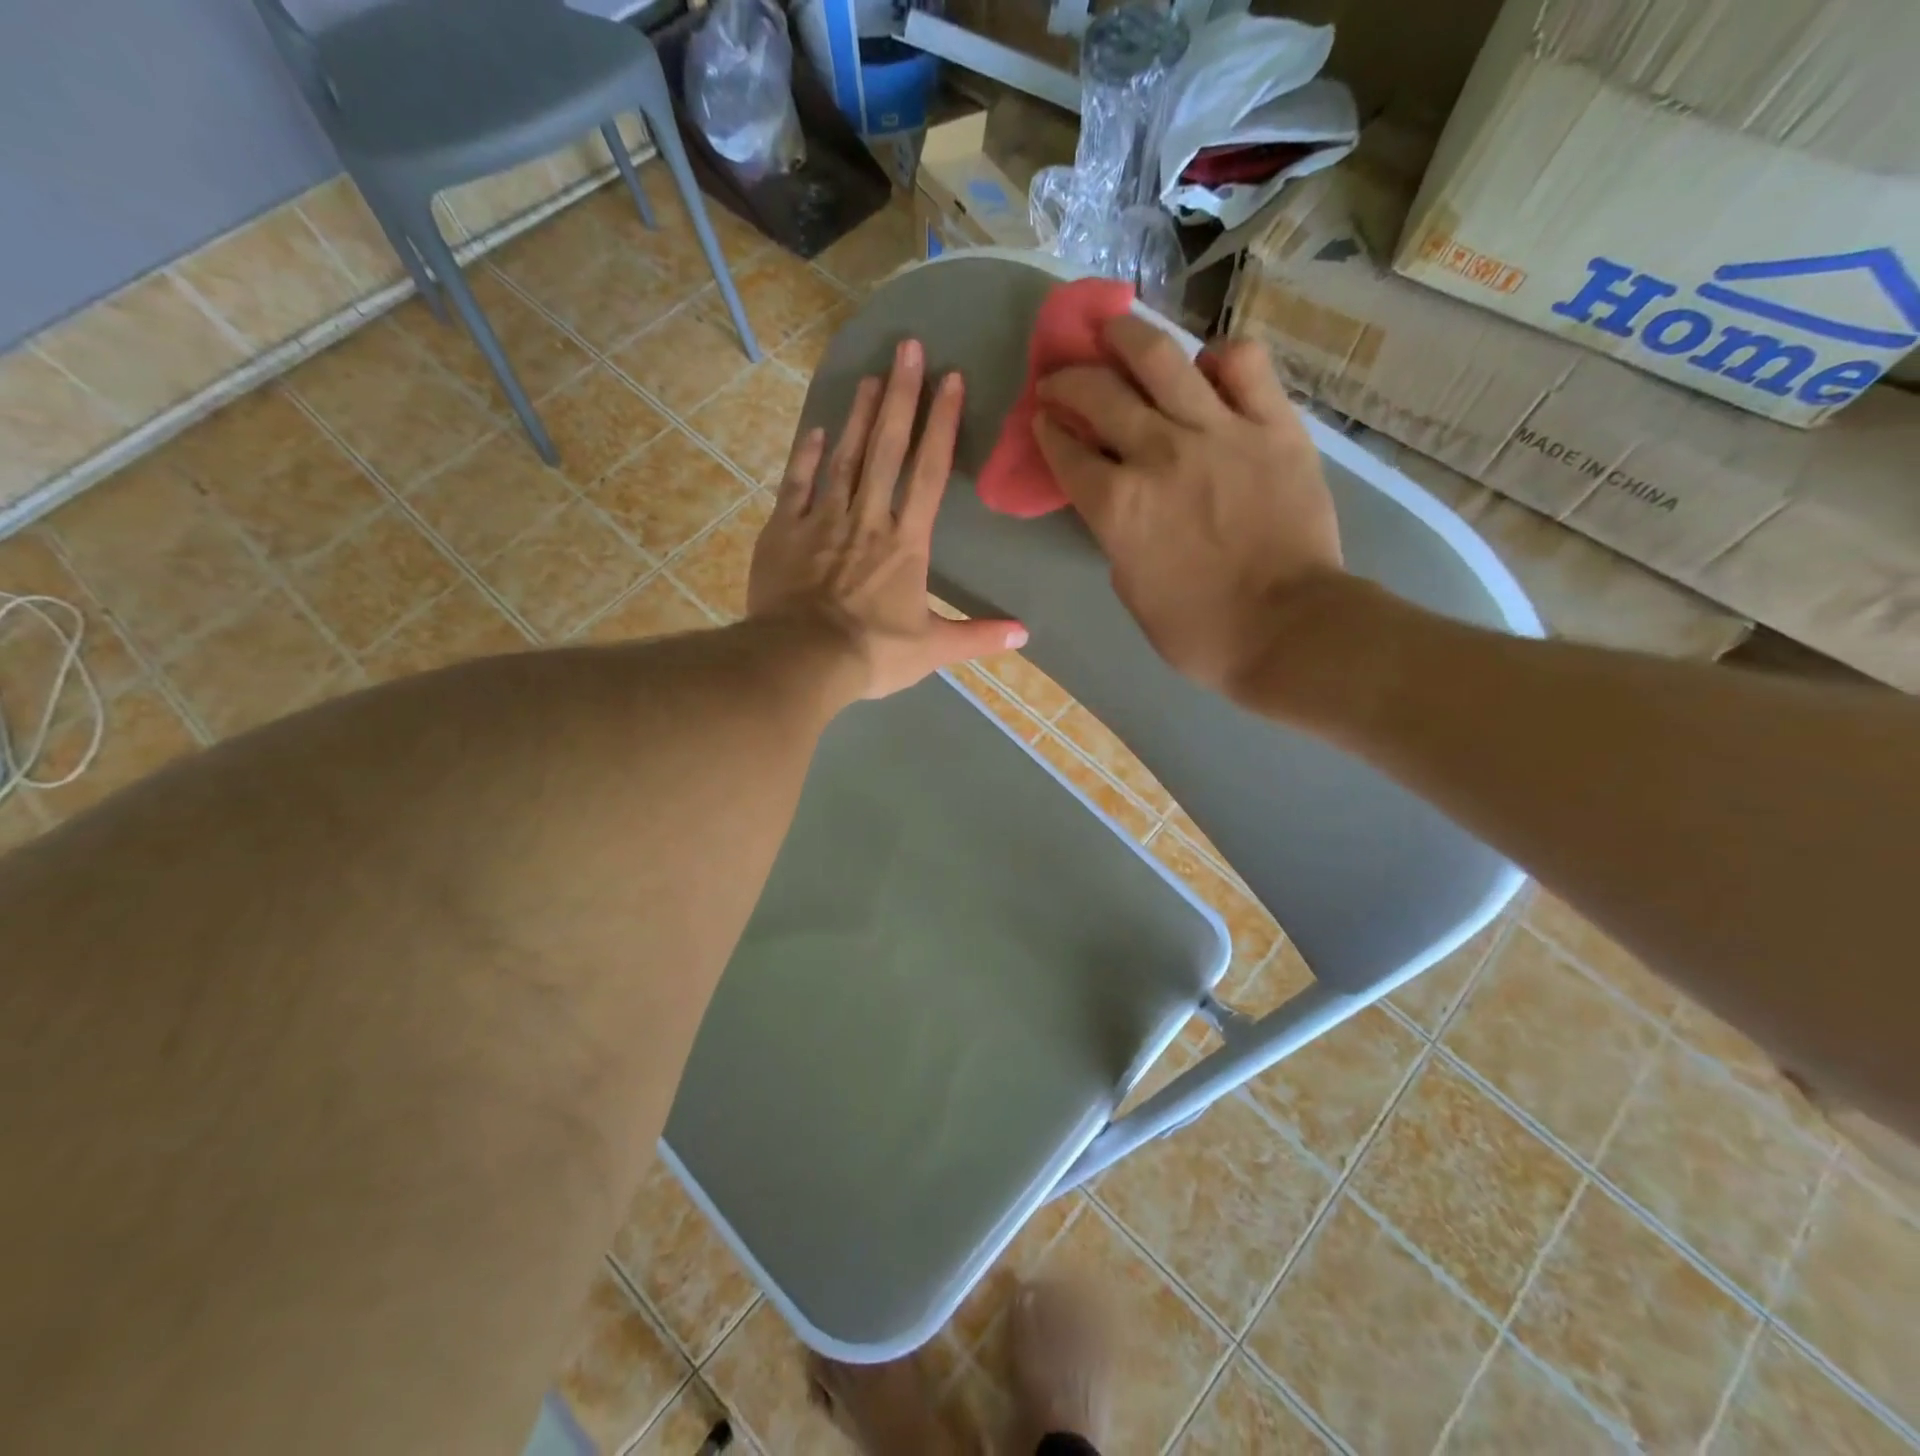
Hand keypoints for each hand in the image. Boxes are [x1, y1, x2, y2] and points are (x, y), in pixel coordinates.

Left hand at [750, 338, 1026, 699]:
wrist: (803, 659)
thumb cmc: (873, 654)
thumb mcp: (932, 649)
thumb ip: (978, 636)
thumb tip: (1025, 634)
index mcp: (906, 542)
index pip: (929, 472)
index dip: (942, 425)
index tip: (951, 379)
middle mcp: (867, 518)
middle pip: (887, 448)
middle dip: (900, 396)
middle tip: (907, 347)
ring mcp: (822, 520)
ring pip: (845, 457)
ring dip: (859, 416)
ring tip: (870, 375)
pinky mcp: (785, 531)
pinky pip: (797, 484)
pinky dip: (807, 456)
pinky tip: (817, 430)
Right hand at [1032, 316, 1342, 701]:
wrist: (1288, 628)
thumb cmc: (1199, 630)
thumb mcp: (1132, 589)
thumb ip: (1117, 535)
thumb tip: (1121, 501)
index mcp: (1117, 505)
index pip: (1066, 451)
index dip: (1047, 430)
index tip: (1043, 419)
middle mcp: (1158, 453)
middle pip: (1098, 393)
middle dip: (1067, 380)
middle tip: (1060, 378)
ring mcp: (1218, 431)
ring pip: (1161, 357)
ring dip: (1125, 335)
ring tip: (1113, 327)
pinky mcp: (1272, 424)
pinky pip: (1244, 363)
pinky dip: (1219, 356)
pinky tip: (1207, 365)